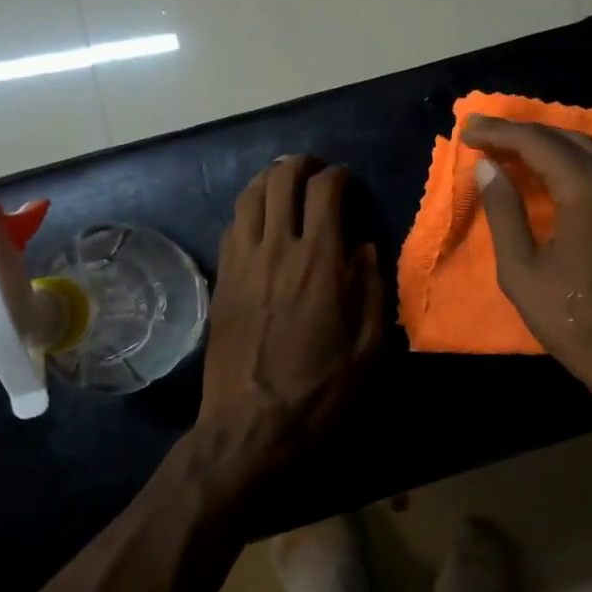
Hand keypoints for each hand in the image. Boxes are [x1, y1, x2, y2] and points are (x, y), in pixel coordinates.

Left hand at [196, 155, 385, 491]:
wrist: (252, 426)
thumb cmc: (320, 389)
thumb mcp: (367, 345)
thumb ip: (370, 287)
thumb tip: (363, 248)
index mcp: (318, 260)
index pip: (325, 190)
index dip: (339, 176)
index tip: (348, 182)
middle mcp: (276, 248)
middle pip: (281, 180)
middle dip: (301, 165)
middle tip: (315, 171)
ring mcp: (242, 261)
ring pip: (249, 196)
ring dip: (269, 180)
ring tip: (285, 183)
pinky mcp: (221, 279)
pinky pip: (233, 226)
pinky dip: (249, 210)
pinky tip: (260, 221)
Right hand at [462, 114, 591, 401]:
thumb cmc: (574, 321)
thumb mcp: (522, 271)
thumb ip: (504, 213)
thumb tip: (487, 168)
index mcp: (586, 191)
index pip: (537, 142)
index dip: (499, 132)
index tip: (467, 130)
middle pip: (564, 137)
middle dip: (521, 131)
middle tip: (482, 135)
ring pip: (586, 151)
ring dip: (546, 143)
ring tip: (508, 148)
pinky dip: (567, 161)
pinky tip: (547, 174)